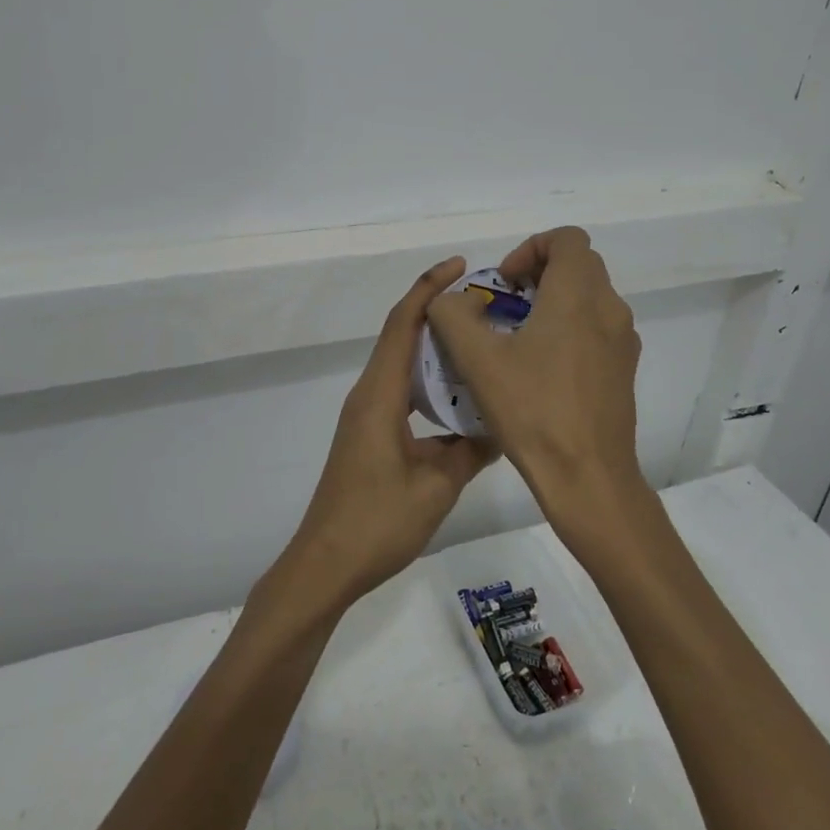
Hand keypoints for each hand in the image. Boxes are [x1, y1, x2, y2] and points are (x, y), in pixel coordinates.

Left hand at [283, 257, 495, 605]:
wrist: (326, 564)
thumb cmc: (377, 521)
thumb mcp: (436, 485)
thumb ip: (471, 450)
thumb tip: (503, 426)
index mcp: (380, 395)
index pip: (403, 324)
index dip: (429, 289)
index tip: (459, 266)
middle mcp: (369, 394)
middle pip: (401, 336)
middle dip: (437, 312)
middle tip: (484, 306)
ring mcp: (366, 414)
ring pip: (402, 364)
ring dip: (434, 347)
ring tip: (478, 344)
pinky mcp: (369, 433)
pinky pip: (401, 391)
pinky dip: (428, 380)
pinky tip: (459, 396)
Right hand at [425, 227, 645, 549]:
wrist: (588, 477)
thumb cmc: (533, 410)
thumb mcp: (477, 359)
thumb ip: (452, 316)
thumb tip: (448, 301)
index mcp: (578, 295)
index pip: (567, 238)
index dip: (530, 249)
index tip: (505, 283)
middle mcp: (610, 309)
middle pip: (579, 265)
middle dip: (539, 273)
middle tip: (506, 306)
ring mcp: (623, 341)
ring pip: (589, 297)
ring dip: (554, 302)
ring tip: (518, 340)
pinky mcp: (624, 369)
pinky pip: (597, 328)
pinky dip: (570, 329)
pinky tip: (541, 370)